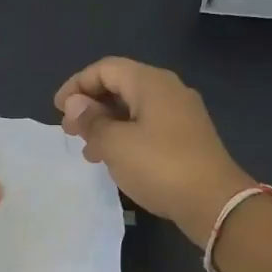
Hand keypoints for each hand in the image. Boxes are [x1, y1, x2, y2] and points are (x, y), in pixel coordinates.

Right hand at [55, 57, 254, 245]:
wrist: (214, 202)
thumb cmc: (160, 166)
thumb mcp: (115, 144)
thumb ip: (91, 121)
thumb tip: (75, 104)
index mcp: (151, 82)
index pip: (105, 69)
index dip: (77, 85)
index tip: (58, 110)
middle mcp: (169, 90)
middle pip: (121, 85)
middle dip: (91, 105)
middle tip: (69, 131)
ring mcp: (181, 114)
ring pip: (134, 108)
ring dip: (106, 124)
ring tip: (87, 150)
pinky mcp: (187, 137)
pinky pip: (148, 126)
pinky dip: (125, 136)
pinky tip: (114, 159)